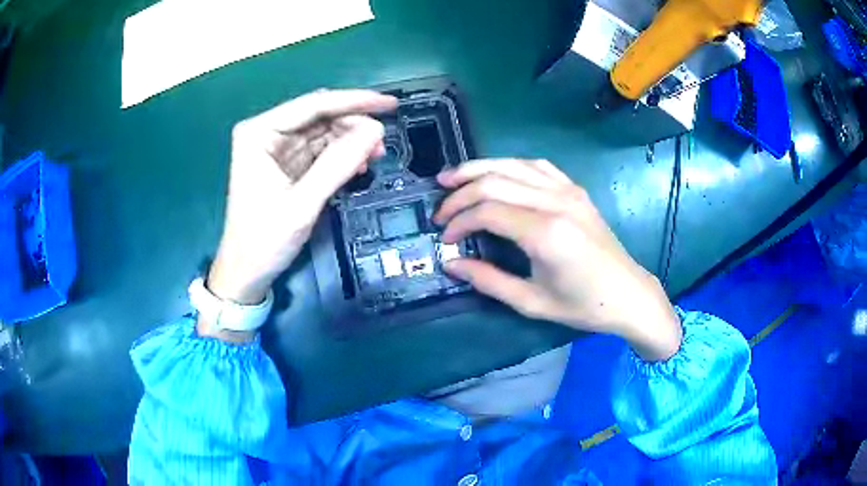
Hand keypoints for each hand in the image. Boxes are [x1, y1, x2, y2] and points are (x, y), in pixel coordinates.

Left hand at [203, 89, 396, 338]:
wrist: (247, 273)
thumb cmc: (264, 240)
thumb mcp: (302, 203)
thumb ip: (338, 164)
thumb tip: (376, 130)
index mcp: (259, 133)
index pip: (312, 105)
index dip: (354, 101)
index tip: (389, 103)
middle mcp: (267, 133)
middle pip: (319, 116)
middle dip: (353, 126)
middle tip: (382, 142)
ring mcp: (277, 149)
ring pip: (324, 132)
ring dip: (351, 141)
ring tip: (375, 155)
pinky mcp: (287, 165)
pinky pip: (321, 151)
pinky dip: (342, 156)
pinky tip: (359, 165)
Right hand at [434, 159, 680, 360]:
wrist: (628, 293)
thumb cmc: (583, 305)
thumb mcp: (531, 302)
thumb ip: (488, 280)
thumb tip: (451, 264)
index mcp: (546, 234)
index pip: (487, 211)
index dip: (459, 221)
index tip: (446, 239)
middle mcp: (556, 203)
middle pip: (494, 181)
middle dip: (460, 193)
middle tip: (440, 211)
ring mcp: (568, 191)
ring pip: (512, 165)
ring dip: (478, 168)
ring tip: (451, 177)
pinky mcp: (575, 189)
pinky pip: (537, 166)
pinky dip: (509, 165)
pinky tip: (495, 173)